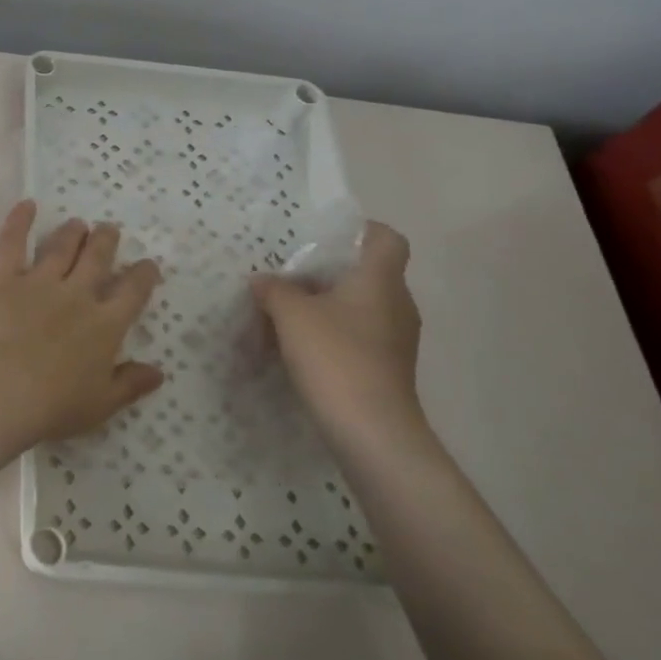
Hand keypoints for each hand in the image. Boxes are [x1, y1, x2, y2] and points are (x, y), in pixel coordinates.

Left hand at [0, 201, 164, 451]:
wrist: (0, 390)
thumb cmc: (52, 405)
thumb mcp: (101, 404)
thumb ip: (130, 384)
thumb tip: (159, 371)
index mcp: (105, 325)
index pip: (132, 292)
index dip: (143, 275)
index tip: (147, 265)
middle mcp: (77, 295)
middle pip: (98, 259)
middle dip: (107, 241)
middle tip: (110, 230)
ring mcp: (40, 282)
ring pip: (62, 247)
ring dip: (73, 232)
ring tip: (78, 223)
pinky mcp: (4, 278)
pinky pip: (13, 242)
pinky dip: (19, 221)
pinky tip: (26, 204)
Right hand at [251, 221, 428, 448]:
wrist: (370, 428)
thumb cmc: (335, 357)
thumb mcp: (291, 316)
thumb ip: (274, 290)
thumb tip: (263, 280)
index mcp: (380, 280)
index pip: (385, 238)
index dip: (359, 231)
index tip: (324, 236)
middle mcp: (396, 303)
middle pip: (367, 272)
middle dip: (328, 271)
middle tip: (288, 274)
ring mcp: (396, 338)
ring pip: (360, 305)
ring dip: (327, 305)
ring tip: (286, 311)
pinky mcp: (387, 366)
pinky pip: (358, 334)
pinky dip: (332, 332)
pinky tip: (300, 346)